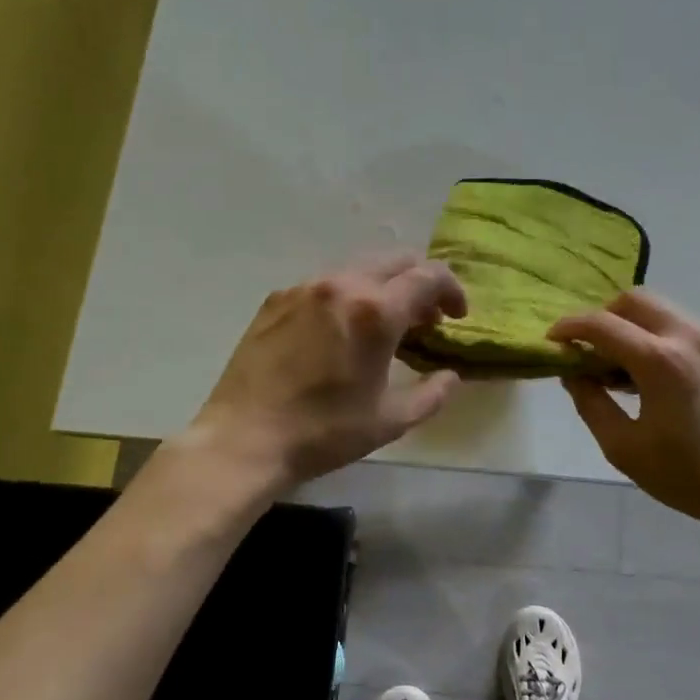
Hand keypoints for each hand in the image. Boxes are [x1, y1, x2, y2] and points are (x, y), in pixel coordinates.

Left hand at [189, 254, 467, 486]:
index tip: (456, 317)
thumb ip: (432, 394)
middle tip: (425, 320)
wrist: (243, 438)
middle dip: (420, 283)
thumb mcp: (390, 421)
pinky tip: (339, 332)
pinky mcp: (277, 299)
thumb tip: (451, 376)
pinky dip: (347, 296)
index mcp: (375, 311)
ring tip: (383, 326)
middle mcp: (342, 285)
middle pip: (396, 260)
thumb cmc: (323, 432)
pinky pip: (326, 283)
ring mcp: (305, 288)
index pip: (429, 276)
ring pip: (359, 268)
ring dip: (383, 288)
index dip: (452, 291)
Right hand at [550, 290, 699, 539]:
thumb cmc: (689, 477)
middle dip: (604, 316)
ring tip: (624, 371)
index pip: (602, 324)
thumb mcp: (625, 448)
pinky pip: (685, 328)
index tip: (553, 339)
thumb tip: (574, 373)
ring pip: (662, 311)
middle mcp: (689, 337)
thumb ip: (590, 404)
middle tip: (591, 351)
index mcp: (660, 361)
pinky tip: (657, 378)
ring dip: (633, 327)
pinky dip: (659, 337)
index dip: (570, 327)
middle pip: (634, 299)